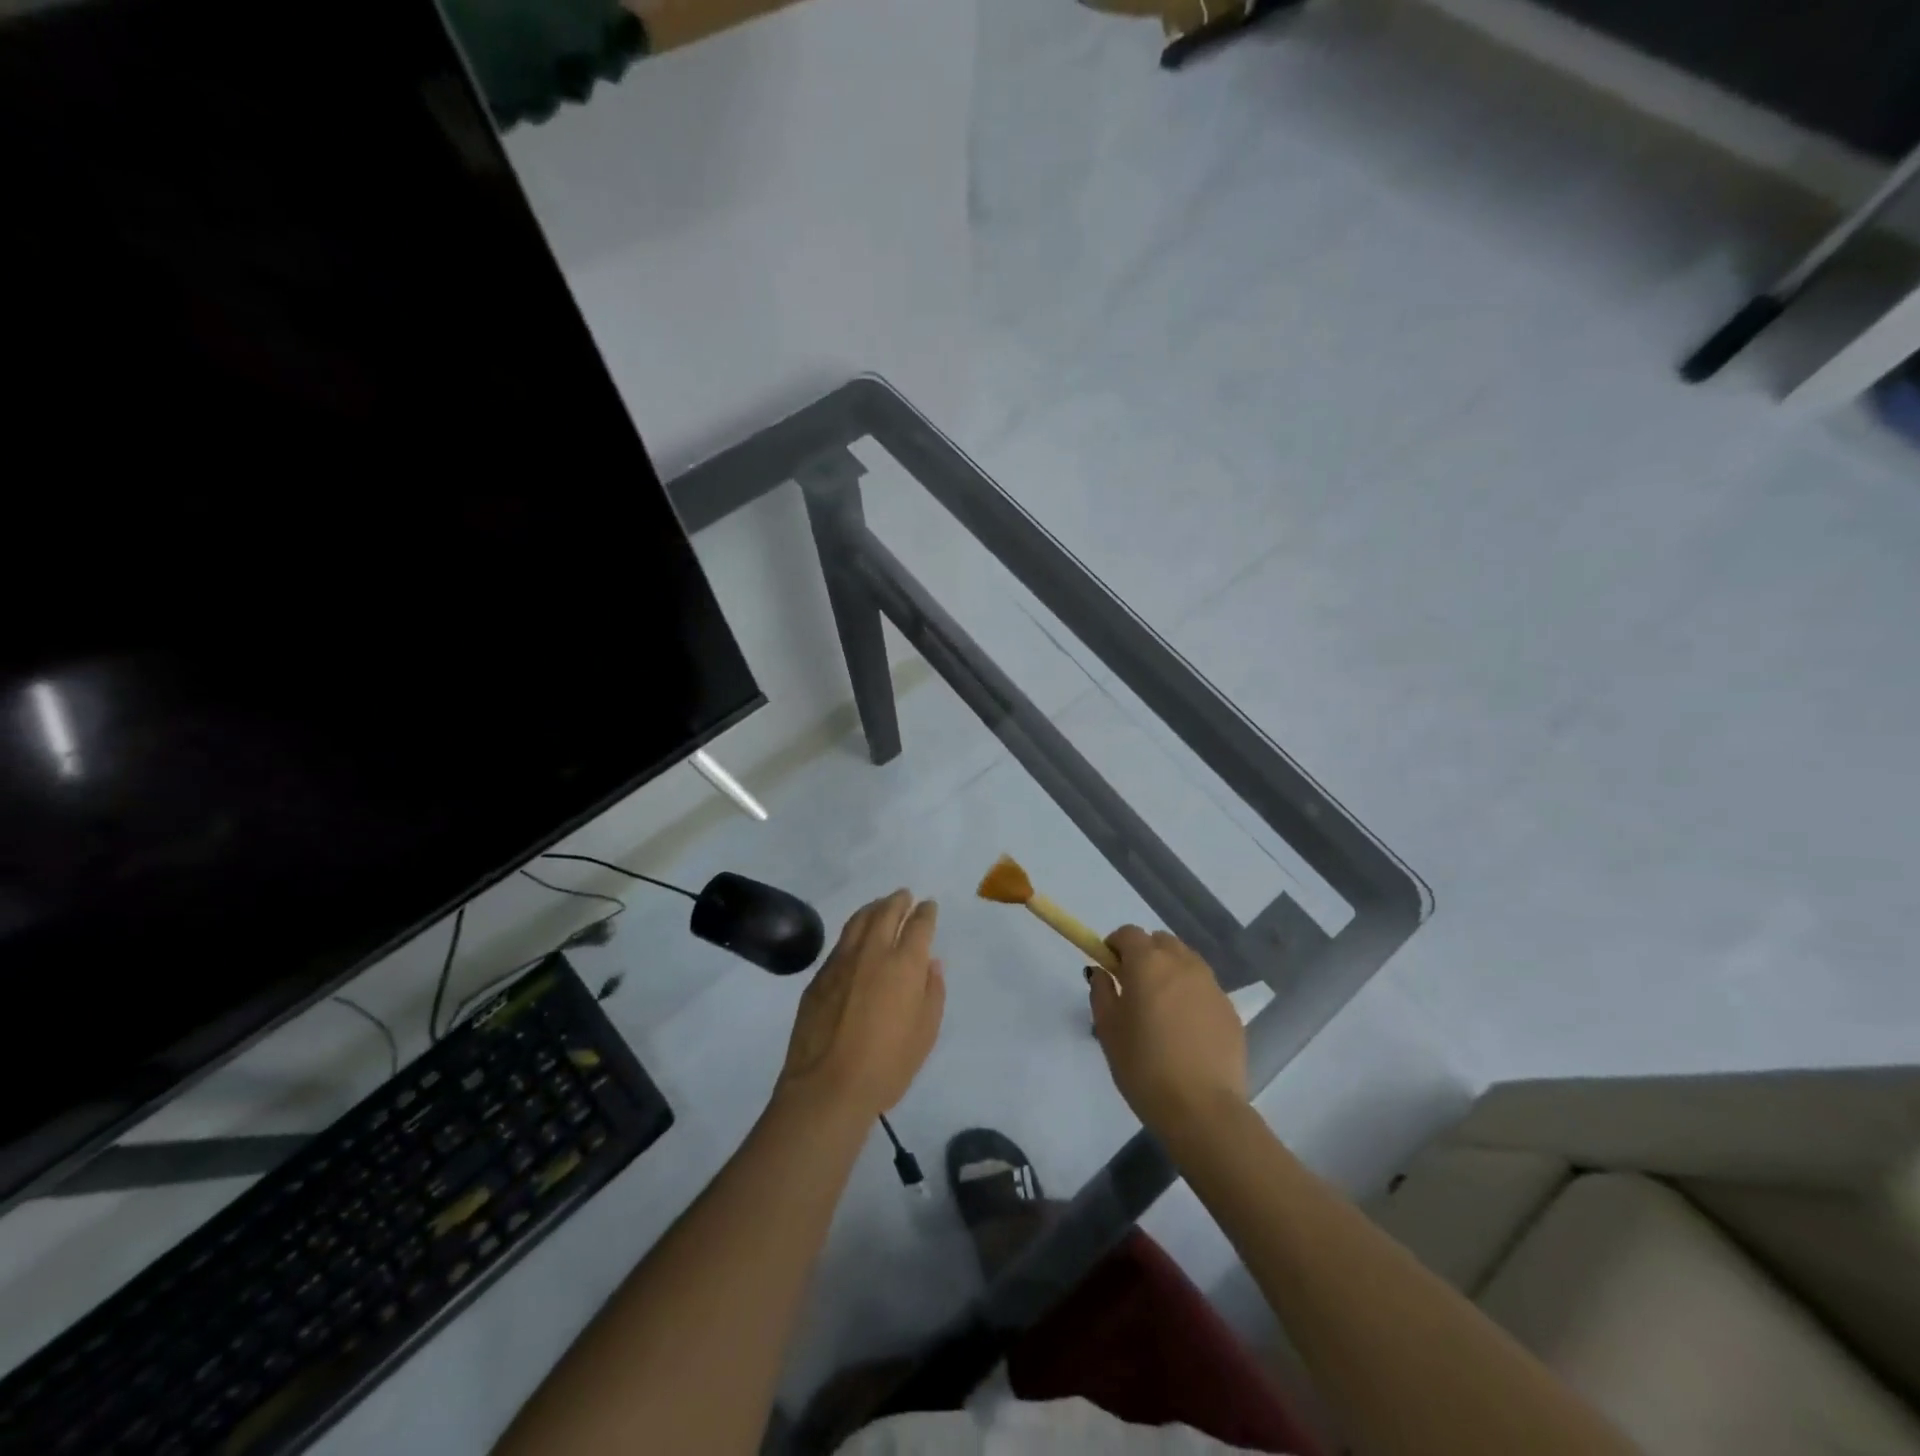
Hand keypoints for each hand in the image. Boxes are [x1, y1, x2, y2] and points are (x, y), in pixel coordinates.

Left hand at [777, 889, 945, 1124]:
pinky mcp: (819, 976)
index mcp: (904, 964)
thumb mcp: (925, 1032)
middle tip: (905, 896)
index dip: (926, 912)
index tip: (929, 906)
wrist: (827, 1087)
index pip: (918, 925)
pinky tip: (856, 937)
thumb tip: (930, 963)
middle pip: (886, 912)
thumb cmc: (887, 1065)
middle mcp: (873, 952)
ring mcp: (841, 961)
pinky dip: (854, 930)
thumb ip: (932, 991)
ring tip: (881, 905)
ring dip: (874, 908)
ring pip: (859, 920)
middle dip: (898, 901)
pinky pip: (841, 942)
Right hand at [1090, 926, 1247, 1137]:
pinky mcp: (1230, 1010)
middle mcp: (1183, 964)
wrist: (1202, 1109)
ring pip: (1186, 961)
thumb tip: (1102, 972)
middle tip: (1134, 987)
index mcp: (1148, 963)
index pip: (1129, 933)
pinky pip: (1205, 989)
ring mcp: (1212, 986)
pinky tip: (1186, 1030)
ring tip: (1162, 1008)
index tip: (1110, 968)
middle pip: (1161, 941)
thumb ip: (1101, 992)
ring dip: (1170, 971)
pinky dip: (1191, 995)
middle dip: (1145, 954)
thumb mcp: (1108, 1030)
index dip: (1115, 945)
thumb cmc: (1144, 1067)